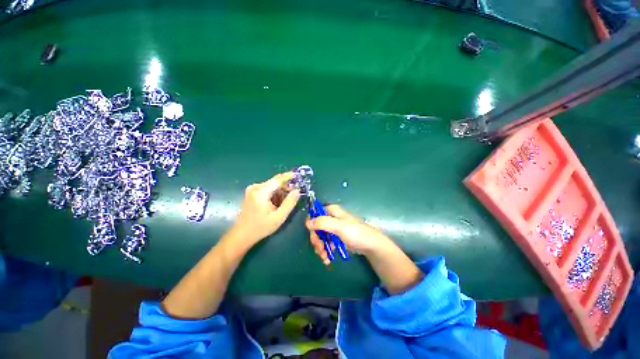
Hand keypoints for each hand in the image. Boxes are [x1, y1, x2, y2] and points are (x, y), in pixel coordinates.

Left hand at [231, 172, 299, 246]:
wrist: (242, 235)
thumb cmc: (261, 227)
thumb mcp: (279, 217)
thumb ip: (290, 202)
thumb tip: (298, 190)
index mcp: (261, 192)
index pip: (278, 179)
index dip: (290, 177)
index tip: (300, 176)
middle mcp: (256, 187)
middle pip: (275, 182)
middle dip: (286, 187)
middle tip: (295, 194)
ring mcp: (252, 189)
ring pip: (272, 186)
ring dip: (280, 192)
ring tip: (285, 203)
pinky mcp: (252, 193)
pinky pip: (267, 189)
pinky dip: (274, 195)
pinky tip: (276, 204)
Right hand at [305, 205, 392, 264]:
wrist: (370, 245)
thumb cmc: (356, 233)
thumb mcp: (339, 227)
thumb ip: (323, 223)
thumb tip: (307, 222)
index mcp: (331, 211)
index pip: (315, 214)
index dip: (312, 225)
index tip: (315, 236)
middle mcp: (331, 218)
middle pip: (316, 227)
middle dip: (317, 240)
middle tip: (320, 249)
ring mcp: (334, 229)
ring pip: (320, 236)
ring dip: (320, 247)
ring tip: (325, 257)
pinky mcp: (337, 238)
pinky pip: (326, 243)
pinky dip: (325, 250)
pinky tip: (327, 258)